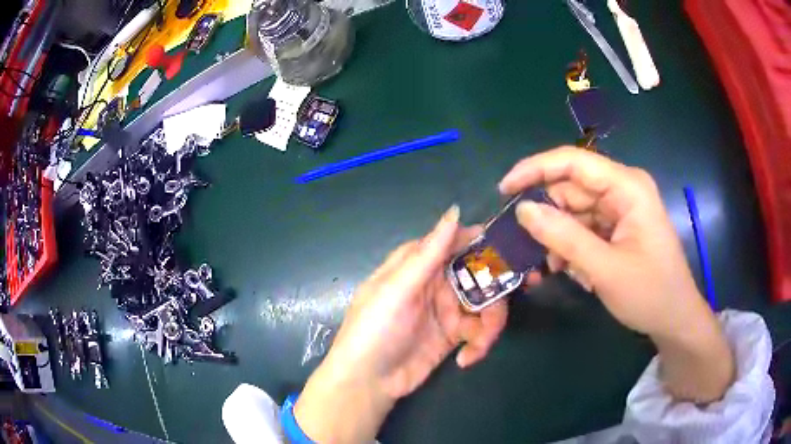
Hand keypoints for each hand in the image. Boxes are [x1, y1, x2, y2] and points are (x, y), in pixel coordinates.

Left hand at [295, 206, 507, 442]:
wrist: (368, 382)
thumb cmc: (375, 329)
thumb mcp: (397, 289)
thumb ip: (428, 253)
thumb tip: (454, 211)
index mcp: (415, 267)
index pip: (449, 243)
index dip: (474, 240)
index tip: (502, 244)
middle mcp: (433, 285)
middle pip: (476, 273)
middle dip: (495, 287)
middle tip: (513, 296)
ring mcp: (446, 312)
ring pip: (483, 304)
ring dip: (490, 324)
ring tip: (479, 344)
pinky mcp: (454, 337)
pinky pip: (479, 331)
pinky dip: (479, 344)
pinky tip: (466, 359)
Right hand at [500, 147, 733, 402]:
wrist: (675, 319)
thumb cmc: (650, 293)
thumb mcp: (605, 269)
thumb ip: (564, 237)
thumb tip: (523, 210)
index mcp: (627, 187)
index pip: (573, 162)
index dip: (535, 169)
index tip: (504, 191)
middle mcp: (623, 189)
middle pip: (572, 189)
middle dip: (547, 216)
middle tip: (522, 245)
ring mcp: (621, 209)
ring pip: (575, 211)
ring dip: (558, 238)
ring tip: (548, 269)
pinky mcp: (618, 227)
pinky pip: (585, 228)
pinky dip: (571, 247)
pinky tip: (569, 271)